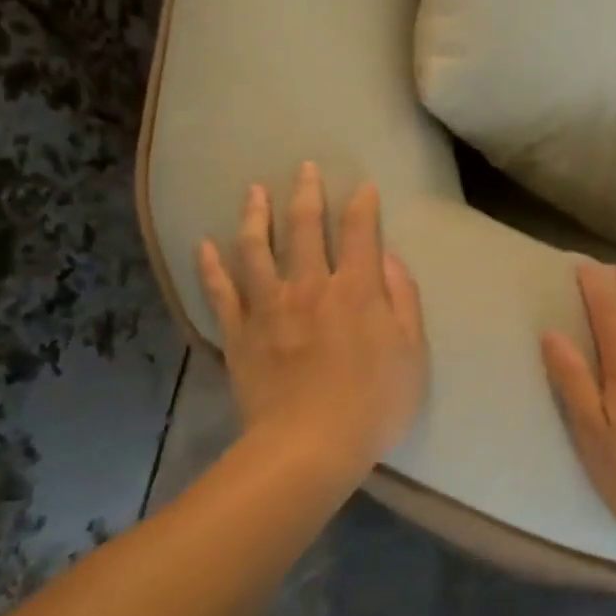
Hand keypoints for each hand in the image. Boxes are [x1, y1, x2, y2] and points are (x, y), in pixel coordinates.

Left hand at [197, 163, 427, 478]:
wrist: (308, 447)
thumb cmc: (373, 404)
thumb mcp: (411, 353)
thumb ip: (403, 300)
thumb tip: (388, 258)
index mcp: (356, 289)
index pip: (359, 231)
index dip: (363, 204)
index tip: (363, 187)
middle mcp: (310, 286)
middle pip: (304, 227)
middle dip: (306, 193)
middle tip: (304, 168)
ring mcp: (269, 307)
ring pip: (256, 248)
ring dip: (254, 215)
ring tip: (253, 191)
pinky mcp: (240, 333)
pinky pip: (221, 292)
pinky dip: (211, 267)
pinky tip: (204, 244)